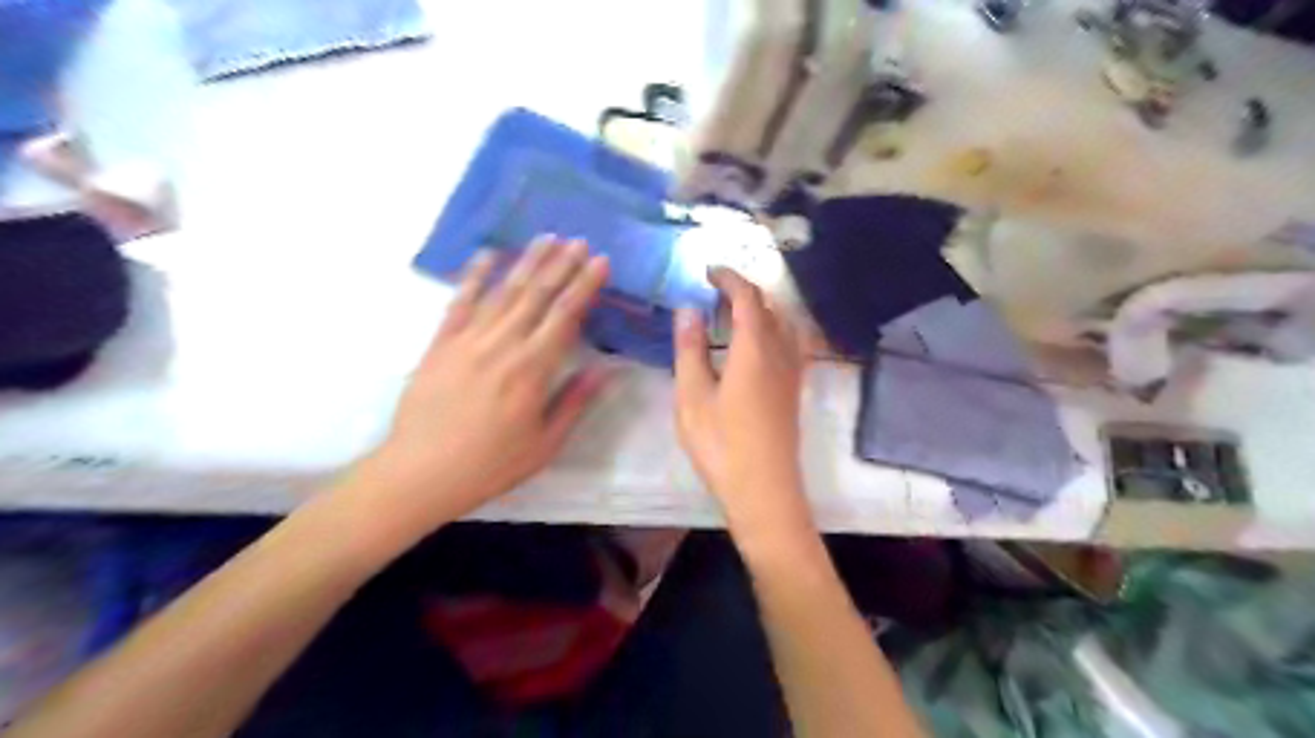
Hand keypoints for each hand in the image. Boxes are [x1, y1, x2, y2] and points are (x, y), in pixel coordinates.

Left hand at [362, 237, 611, 523]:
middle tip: (580, 240)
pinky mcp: (441, 343)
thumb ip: (574, 402)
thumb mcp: (544, 444)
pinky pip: (461, 302)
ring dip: (528, 262)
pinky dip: (475, 276)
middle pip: (537, 295)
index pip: (565, 315)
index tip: (601, 262)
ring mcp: (468, 340)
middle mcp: (503, 345)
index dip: (585, 285)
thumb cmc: (490, 464)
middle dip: (562, 264)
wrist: (421, 472)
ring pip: (504, 291)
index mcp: (532, 369)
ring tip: (547, 238)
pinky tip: (488, 254)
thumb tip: (604, 369)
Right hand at [677, 269, 812, 537]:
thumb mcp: (693, 397)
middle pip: (769, 306)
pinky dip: (773, 327)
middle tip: (716, 289)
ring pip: (783, 322)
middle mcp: (780, 352)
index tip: (709, 270)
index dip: (730, 278)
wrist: (764, 489)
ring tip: (734, 311)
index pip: (747, 298)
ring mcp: (792, 371)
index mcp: (754, 349)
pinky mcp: (795, 389)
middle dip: (745, 289)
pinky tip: (758, 342)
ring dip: (761, 307)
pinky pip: (789, 341)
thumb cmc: (722, 444)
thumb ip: (690, 350)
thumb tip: (687, 309)